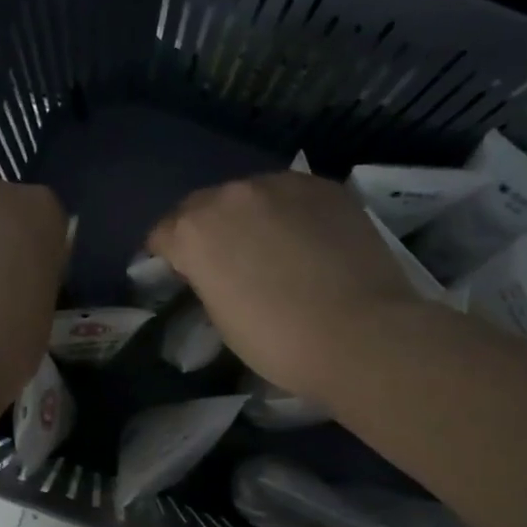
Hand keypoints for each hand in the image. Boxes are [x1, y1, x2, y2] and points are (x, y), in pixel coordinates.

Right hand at [149, 173, 419, 403]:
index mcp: (195, 230)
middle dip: (208, 230)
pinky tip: (308, 242)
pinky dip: (291, 214)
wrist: (363, 335)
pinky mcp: (326, 187)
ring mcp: (283, 184)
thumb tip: (215, 269)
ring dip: (251, 217)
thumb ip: (207, 279)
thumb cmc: (280, 342)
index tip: (179, 274)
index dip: (167, 255)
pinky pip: (294, 196)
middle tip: (226, 262)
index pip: (163, 233)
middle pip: (206, 205)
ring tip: (272, 249)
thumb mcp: (221, 317)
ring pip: (252, 195)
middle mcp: (233, 194)